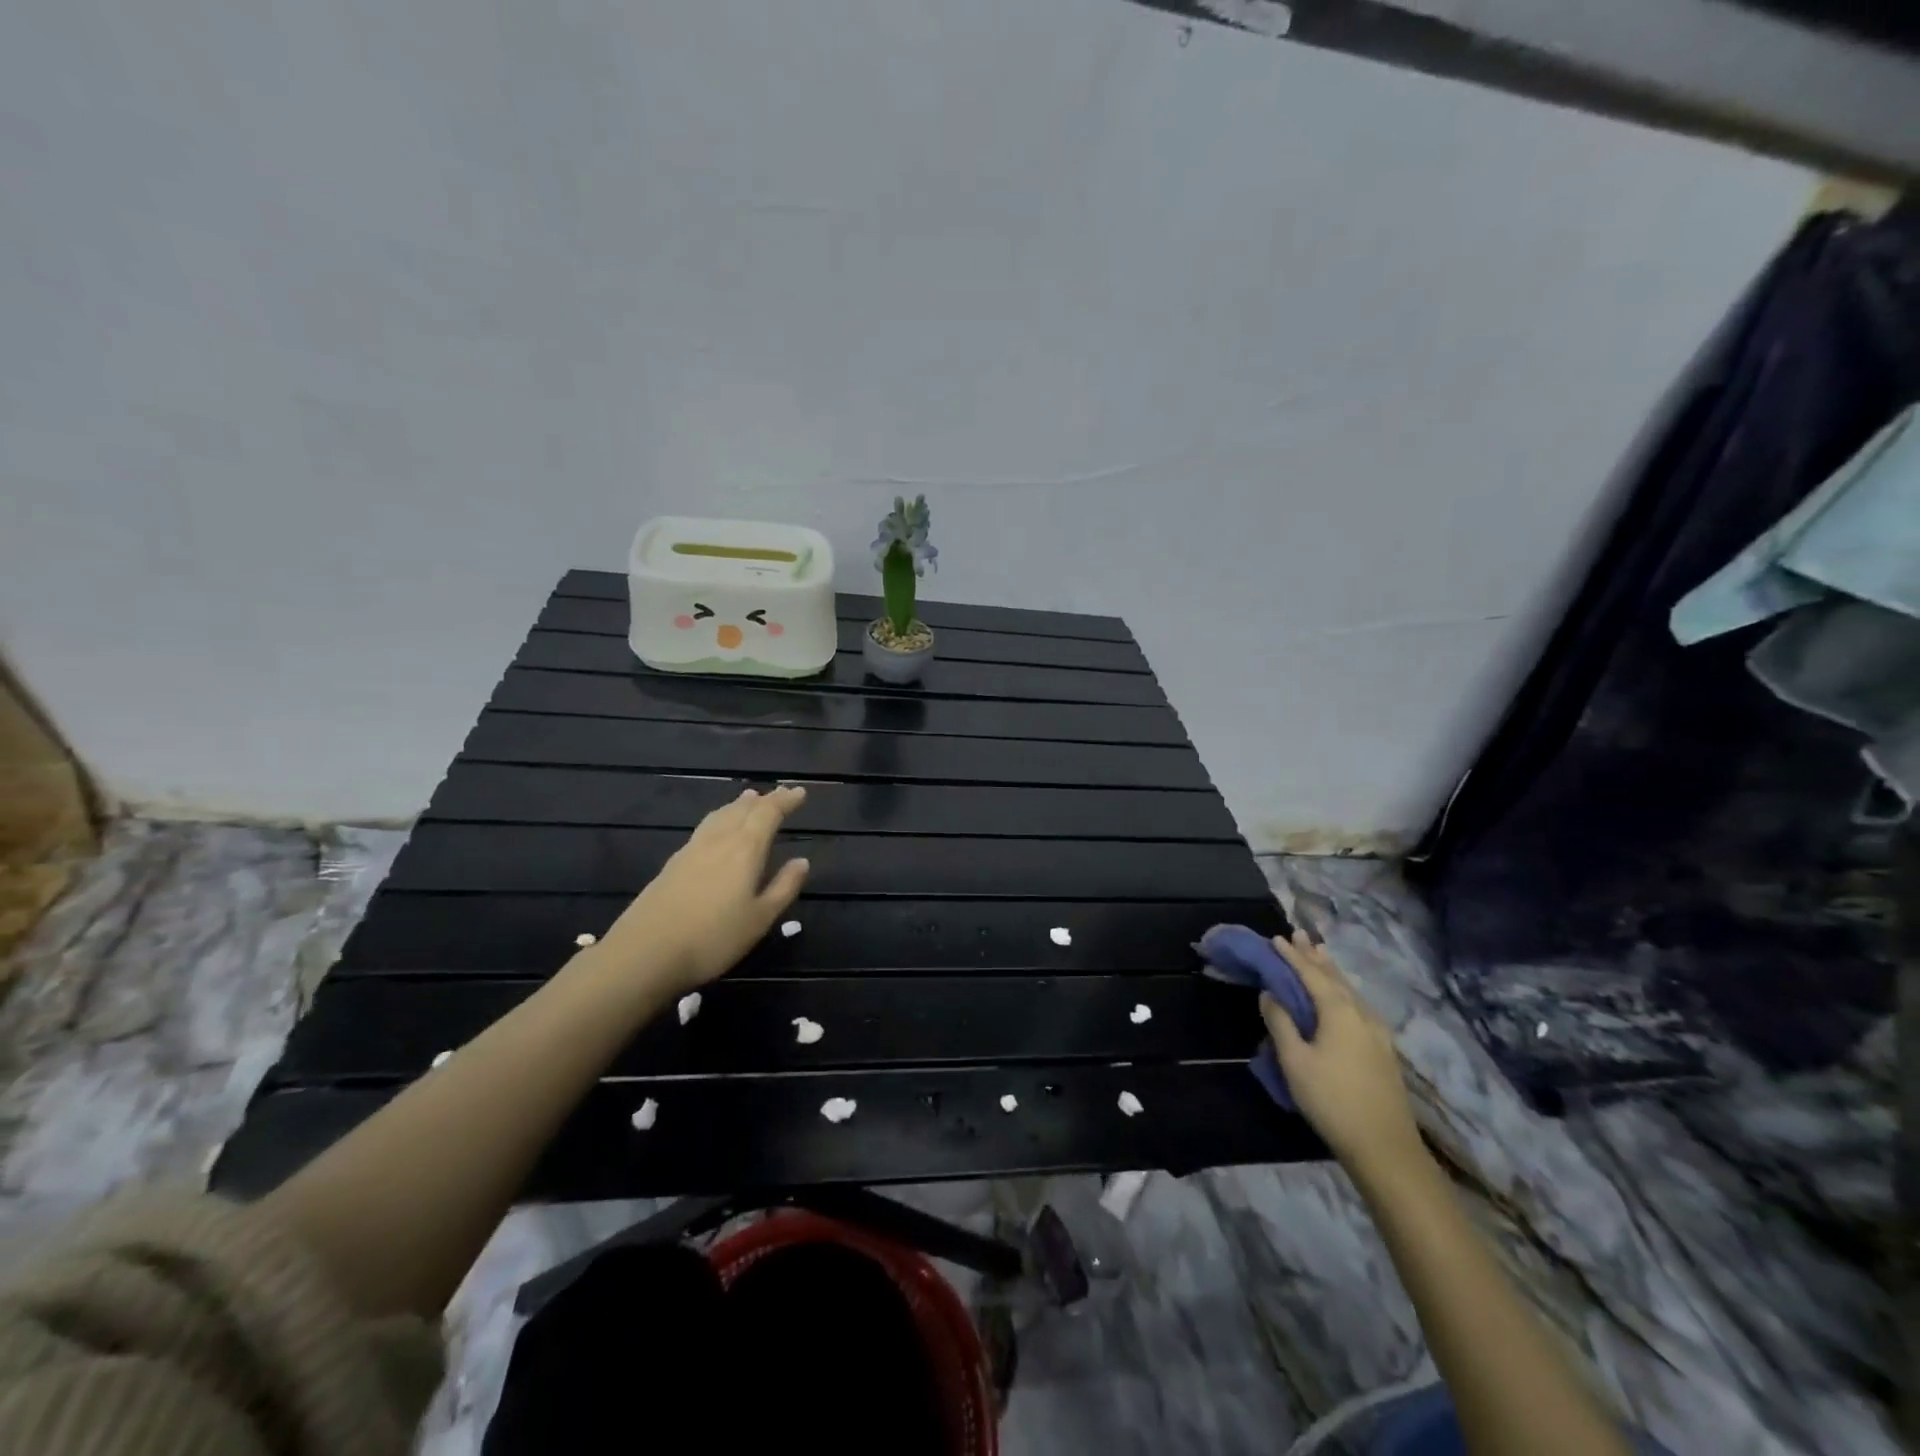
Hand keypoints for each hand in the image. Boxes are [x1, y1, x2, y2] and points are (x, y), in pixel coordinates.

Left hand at [591, 786, 810, 995]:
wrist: (645, 953)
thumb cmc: (714, 938)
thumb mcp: (760, 918)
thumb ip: (783, 887)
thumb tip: (802, 861)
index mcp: (745, 849)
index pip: (768, 813)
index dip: (785, 800)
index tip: (800, 792)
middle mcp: (719, 840)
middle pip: (743, 810)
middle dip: (764, 800)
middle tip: (780, 794)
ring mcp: (692, 850)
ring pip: (719, 816)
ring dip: (738, 805)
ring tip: (749, 799)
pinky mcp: (672, 864)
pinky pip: (704, 829)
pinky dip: (719, 819)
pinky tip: (716, 831)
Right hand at [1262, 931, 1423, 1174]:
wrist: (1384, 1147)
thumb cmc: (1332, 1100)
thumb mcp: (1295, 1061)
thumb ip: (1281, 1023)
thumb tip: (1271, 994)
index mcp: (1339, 1011)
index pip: (1311, 974)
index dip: (1292, 956)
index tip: (1276, 939)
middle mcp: (1361, 1014)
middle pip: (1335, 977)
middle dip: (1315, 957)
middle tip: (1300, 936)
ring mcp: (1377, 1032)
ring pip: (1350, 991)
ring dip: (1331, 972)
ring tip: (1320, 955)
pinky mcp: (1383, 1050)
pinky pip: (1358, 1005)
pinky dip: (1343, 990)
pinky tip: (1341, 996)